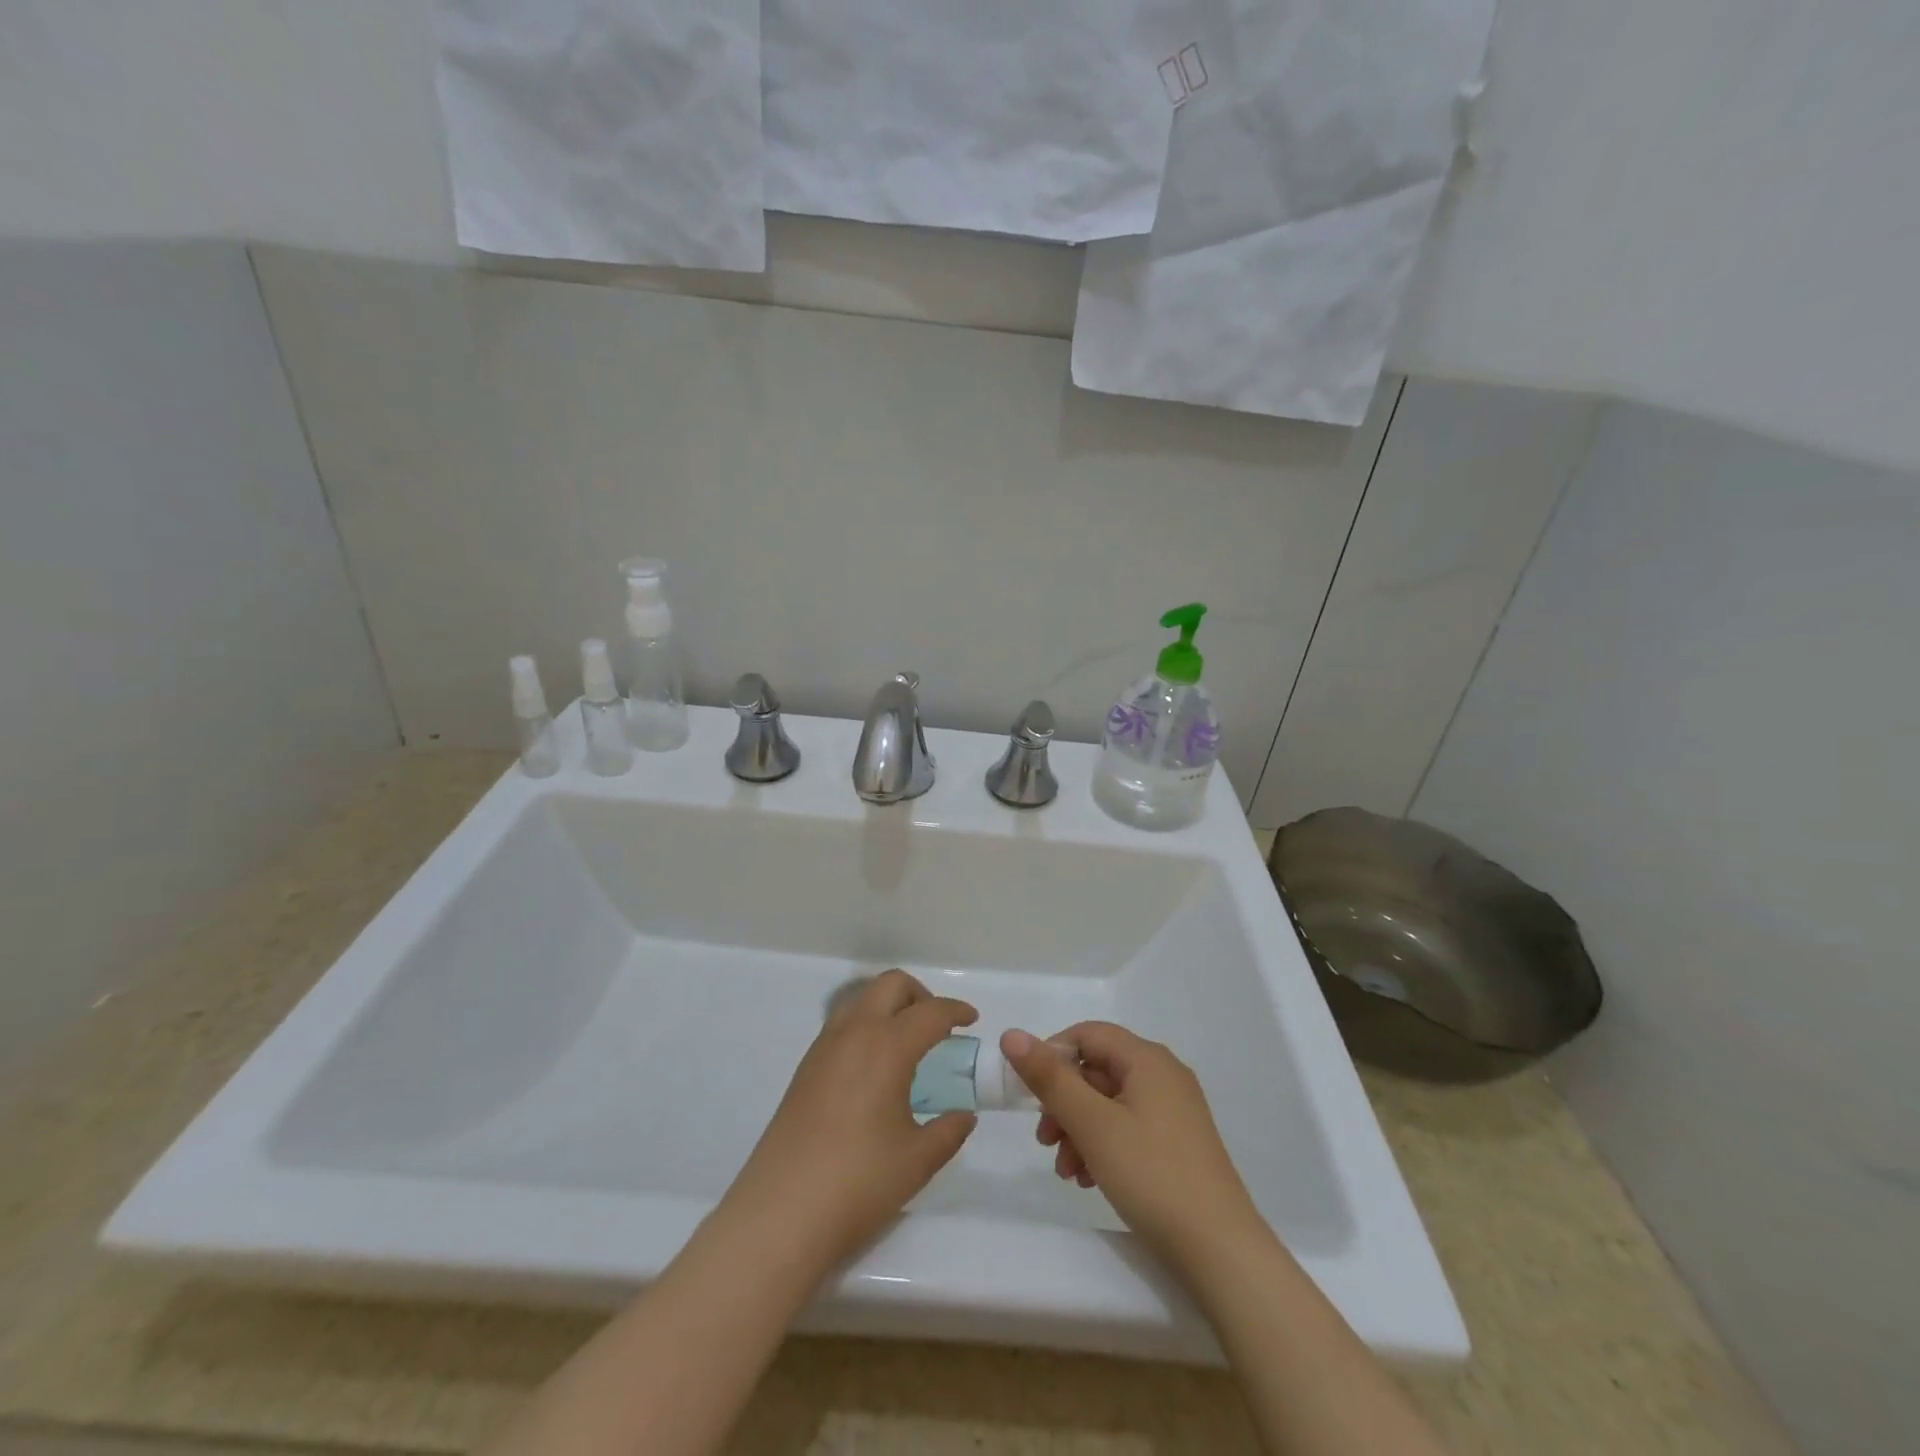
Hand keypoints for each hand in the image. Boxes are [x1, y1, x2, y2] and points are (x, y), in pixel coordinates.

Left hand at [720, 970, 977, 1271]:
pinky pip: (842, 1023)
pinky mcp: (806, 1067)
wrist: (782, 1212)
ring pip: (862, 998)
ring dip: (889, 1005)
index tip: (972, 1020)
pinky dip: (866, 1024)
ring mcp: (824, 1047)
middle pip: (891, 985)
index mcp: (887, 1046)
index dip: (955, 1011)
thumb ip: (949, 1131)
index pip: (930, 1012)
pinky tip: (874, 1066)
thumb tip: (965, 1115)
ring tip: (906, 1042)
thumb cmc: (859, 1182)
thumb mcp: (917, 1160)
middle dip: (921, 995)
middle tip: (938, 1027)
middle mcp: (855, 1033)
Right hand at [1001, 1023, 1263, 1265]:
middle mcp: (1163, 1075)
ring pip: (1109, 1104)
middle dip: (1063, 1103)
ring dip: (1078, 1130)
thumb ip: (1050, 1078)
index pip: (1088, 1034)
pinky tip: (1089, 1179)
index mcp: (1147, 1059)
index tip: (1029, 1093)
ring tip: (1066, 1172)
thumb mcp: (1092, 1124)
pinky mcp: (1177, 1144)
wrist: (1220, 1251)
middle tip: (1044, 1140)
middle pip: (1097, 1071)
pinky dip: (1102, 1146)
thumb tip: (1012, 1035)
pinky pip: (1128, 1128)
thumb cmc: (1152, 1175)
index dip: (1052, 1055)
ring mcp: (1174, 1111)